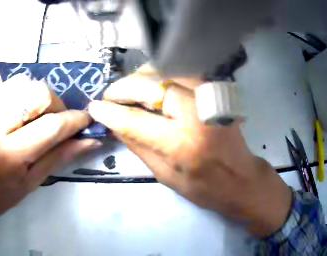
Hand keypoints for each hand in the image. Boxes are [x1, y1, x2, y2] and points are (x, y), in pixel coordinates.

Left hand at [0, 74, 100, 228]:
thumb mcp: (30, 184)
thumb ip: (59, 158)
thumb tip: (90, 141)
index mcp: (7, 156)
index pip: (50, 126)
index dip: (74, 120)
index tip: (86, 119)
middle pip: (35, 93)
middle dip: (55, 105)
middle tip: (56, 122)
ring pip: (20, 83)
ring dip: (36, 98)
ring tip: (35, 118)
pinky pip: (4, 87)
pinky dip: (19, 96)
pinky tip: (18, 114)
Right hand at [88, 65, 291, 236]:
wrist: (240, 178)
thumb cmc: (204, 187)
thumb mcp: (166, 176)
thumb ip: (138, 146)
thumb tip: (114, 123)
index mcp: (182, 144)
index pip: (134, 120)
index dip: (110, 112)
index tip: (94, 108)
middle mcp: (196, 112)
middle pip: (149, 85)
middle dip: (122, 88)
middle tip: (110, 97)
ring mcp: (208, 95)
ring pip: (164, 70)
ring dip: (141, 78)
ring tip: (130, 91)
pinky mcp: (215, 89)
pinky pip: (180, 71)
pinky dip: (161, 74)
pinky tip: (154, 86)